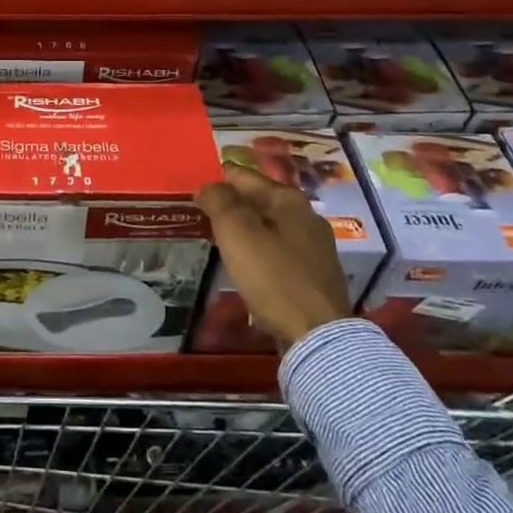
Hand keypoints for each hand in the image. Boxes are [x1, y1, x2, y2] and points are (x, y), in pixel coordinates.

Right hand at [196, 162, 348, 348]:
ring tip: (220, 239)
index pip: (243, 176)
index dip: (217, 181)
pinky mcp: (316, 275)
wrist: (317, 335)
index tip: (195, 191)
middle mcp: (307, 216)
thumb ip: (219, 202)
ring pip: (270, 226)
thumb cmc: (273, 277)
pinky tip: (247, 264)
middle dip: (232, 205)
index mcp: (288, 199)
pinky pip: (279, 251)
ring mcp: (315, 247)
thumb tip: (209, 186)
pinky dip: (260, 251)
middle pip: (259, 200)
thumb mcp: (237, 233)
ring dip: (246, 229)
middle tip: (203, 215)